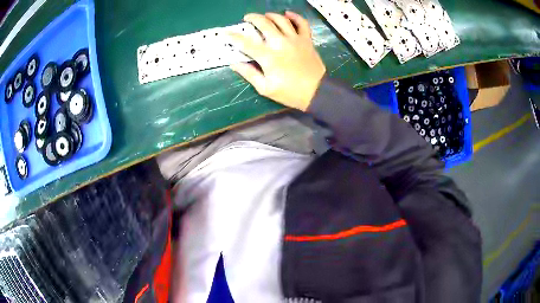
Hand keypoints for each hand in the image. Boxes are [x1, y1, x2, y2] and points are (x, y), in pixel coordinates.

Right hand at [230, 12, 325, 110]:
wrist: (316, 92)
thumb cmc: (290, 92)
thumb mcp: (265, 88)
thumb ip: (249, 74)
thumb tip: (235, 64)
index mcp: (268, 57)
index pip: (246, 43)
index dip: (234, 37)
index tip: (226, 34)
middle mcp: (280, 43)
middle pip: (264, 24)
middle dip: (252, 18)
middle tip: (247, 18)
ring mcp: (295, 40)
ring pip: (281, 20)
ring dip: (271, 15)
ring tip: (265, 16)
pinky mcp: (306, 40)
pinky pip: (302, 23)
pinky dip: (295, 16)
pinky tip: (288, 13)